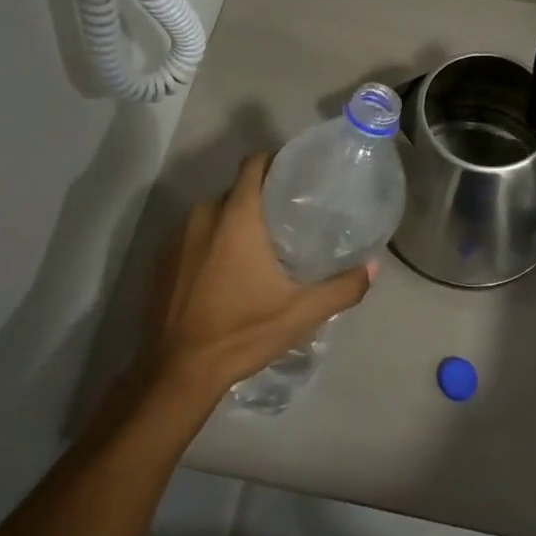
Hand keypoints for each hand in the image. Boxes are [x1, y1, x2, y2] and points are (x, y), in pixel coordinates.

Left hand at [138, 152, 375, 403]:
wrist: (177, 373)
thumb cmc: (242, 332)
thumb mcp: (301, 313)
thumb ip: (342, 287)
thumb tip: (374, 267)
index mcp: (236, 215)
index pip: (254, 163)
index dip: (276, 162)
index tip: (297, 177)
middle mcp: (204, 215)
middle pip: (237, 190)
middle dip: (260, 199)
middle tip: (287, 219)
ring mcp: (177, 238)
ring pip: (214, 214)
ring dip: (234, 223)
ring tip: (260, 246)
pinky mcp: (161, 261)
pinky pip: (194, 238)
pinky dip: (211, 245)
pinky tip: (226, 273)